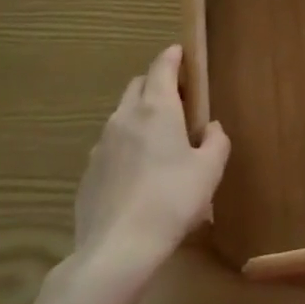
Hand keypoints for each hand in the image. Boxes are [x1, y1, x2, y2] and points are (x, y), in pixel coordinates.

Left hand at [69, 45, 229, 279]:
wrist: (116, 250)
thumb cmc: (172, 200)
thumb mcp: (209, 170)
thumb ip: (216, 141)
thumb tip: (212, 128)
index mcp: (157, 109)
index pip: (162, 67)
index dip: (173, 56)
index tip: (181, 53)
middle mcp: (125, 117)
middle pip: (138, 86)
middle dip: (156, 84)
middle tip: (178, 101)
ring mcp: (102, 145)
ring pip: (122, 116)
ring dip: (140, 117)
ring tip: (159, 143)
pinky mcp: (88, 173)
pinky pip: (111, 147)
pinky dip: (125, 147)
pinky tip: (138, 176)